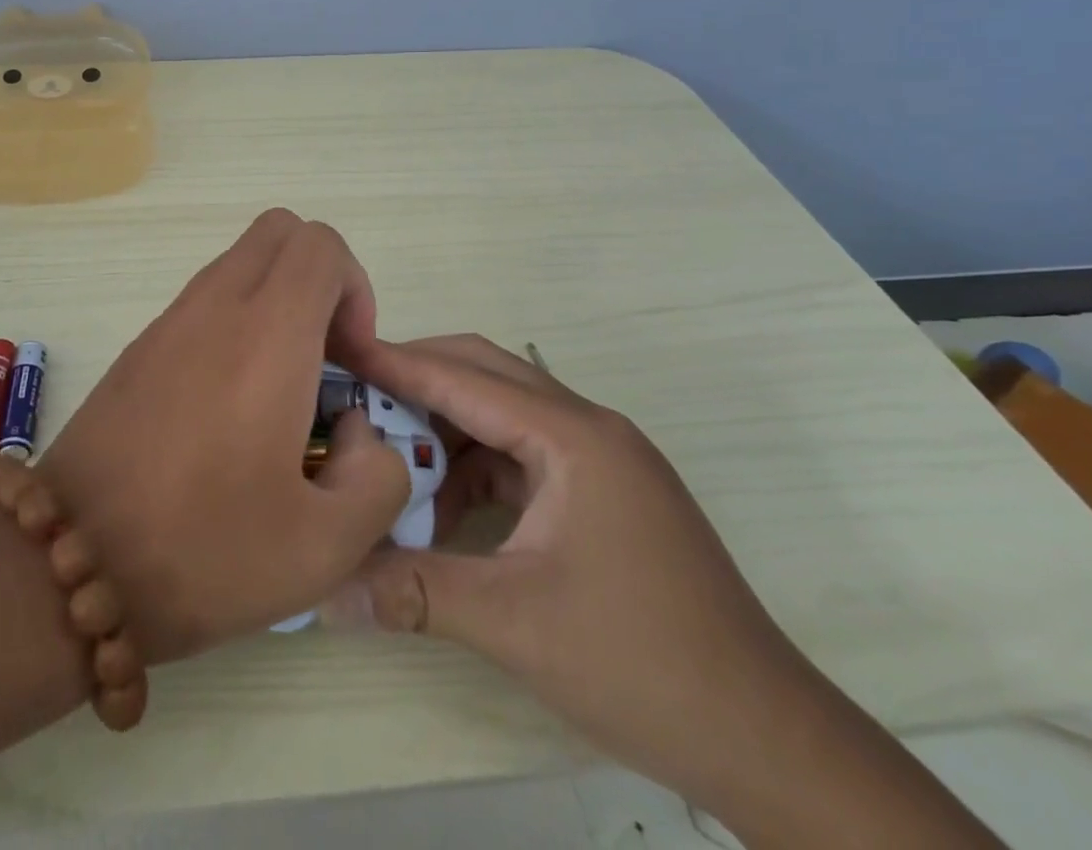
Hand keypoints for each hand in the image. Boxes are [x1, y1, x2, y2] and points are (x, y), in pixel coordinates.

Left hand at [34, 210, 412, 662]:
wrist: (68, 564)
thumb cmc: (203, 550)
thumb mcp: (326, 545)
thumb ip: (378, 475)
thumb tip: (355, 428)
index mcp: (267, 334)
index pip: (321, 245)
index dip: (355, 289)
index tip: (352, 361)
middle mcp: (215, 306)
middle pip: (279, 232)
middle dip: (319, 278)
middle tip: (324, 357)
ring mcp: (169, 321)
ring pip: (240, 262)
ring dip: (277, 301)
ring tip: (280, 390)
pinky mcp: (139, 347)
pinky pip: (204, 300)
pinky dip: (236, 323)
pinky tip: (229, 408)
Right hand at [327, 335, 814, 812]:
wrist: (767, 739)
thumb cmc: (641, 663)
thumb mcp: (514, 623)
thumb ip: (413, 591)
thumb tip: (324, 591)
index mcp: (573, 437)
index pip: (463, 377)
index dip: (395, 364)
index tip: (337, 353)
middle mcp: (587, 428)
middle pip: (485, 374)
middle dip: (417, 379)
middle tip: (354, 395)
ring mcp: (600, 459)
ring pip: (502, 414)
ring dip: (446, 430)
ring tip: (390, 463)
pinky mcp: (602, 492)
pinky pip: (521, 455)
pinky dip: (476, 469)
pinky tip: (444, 510)